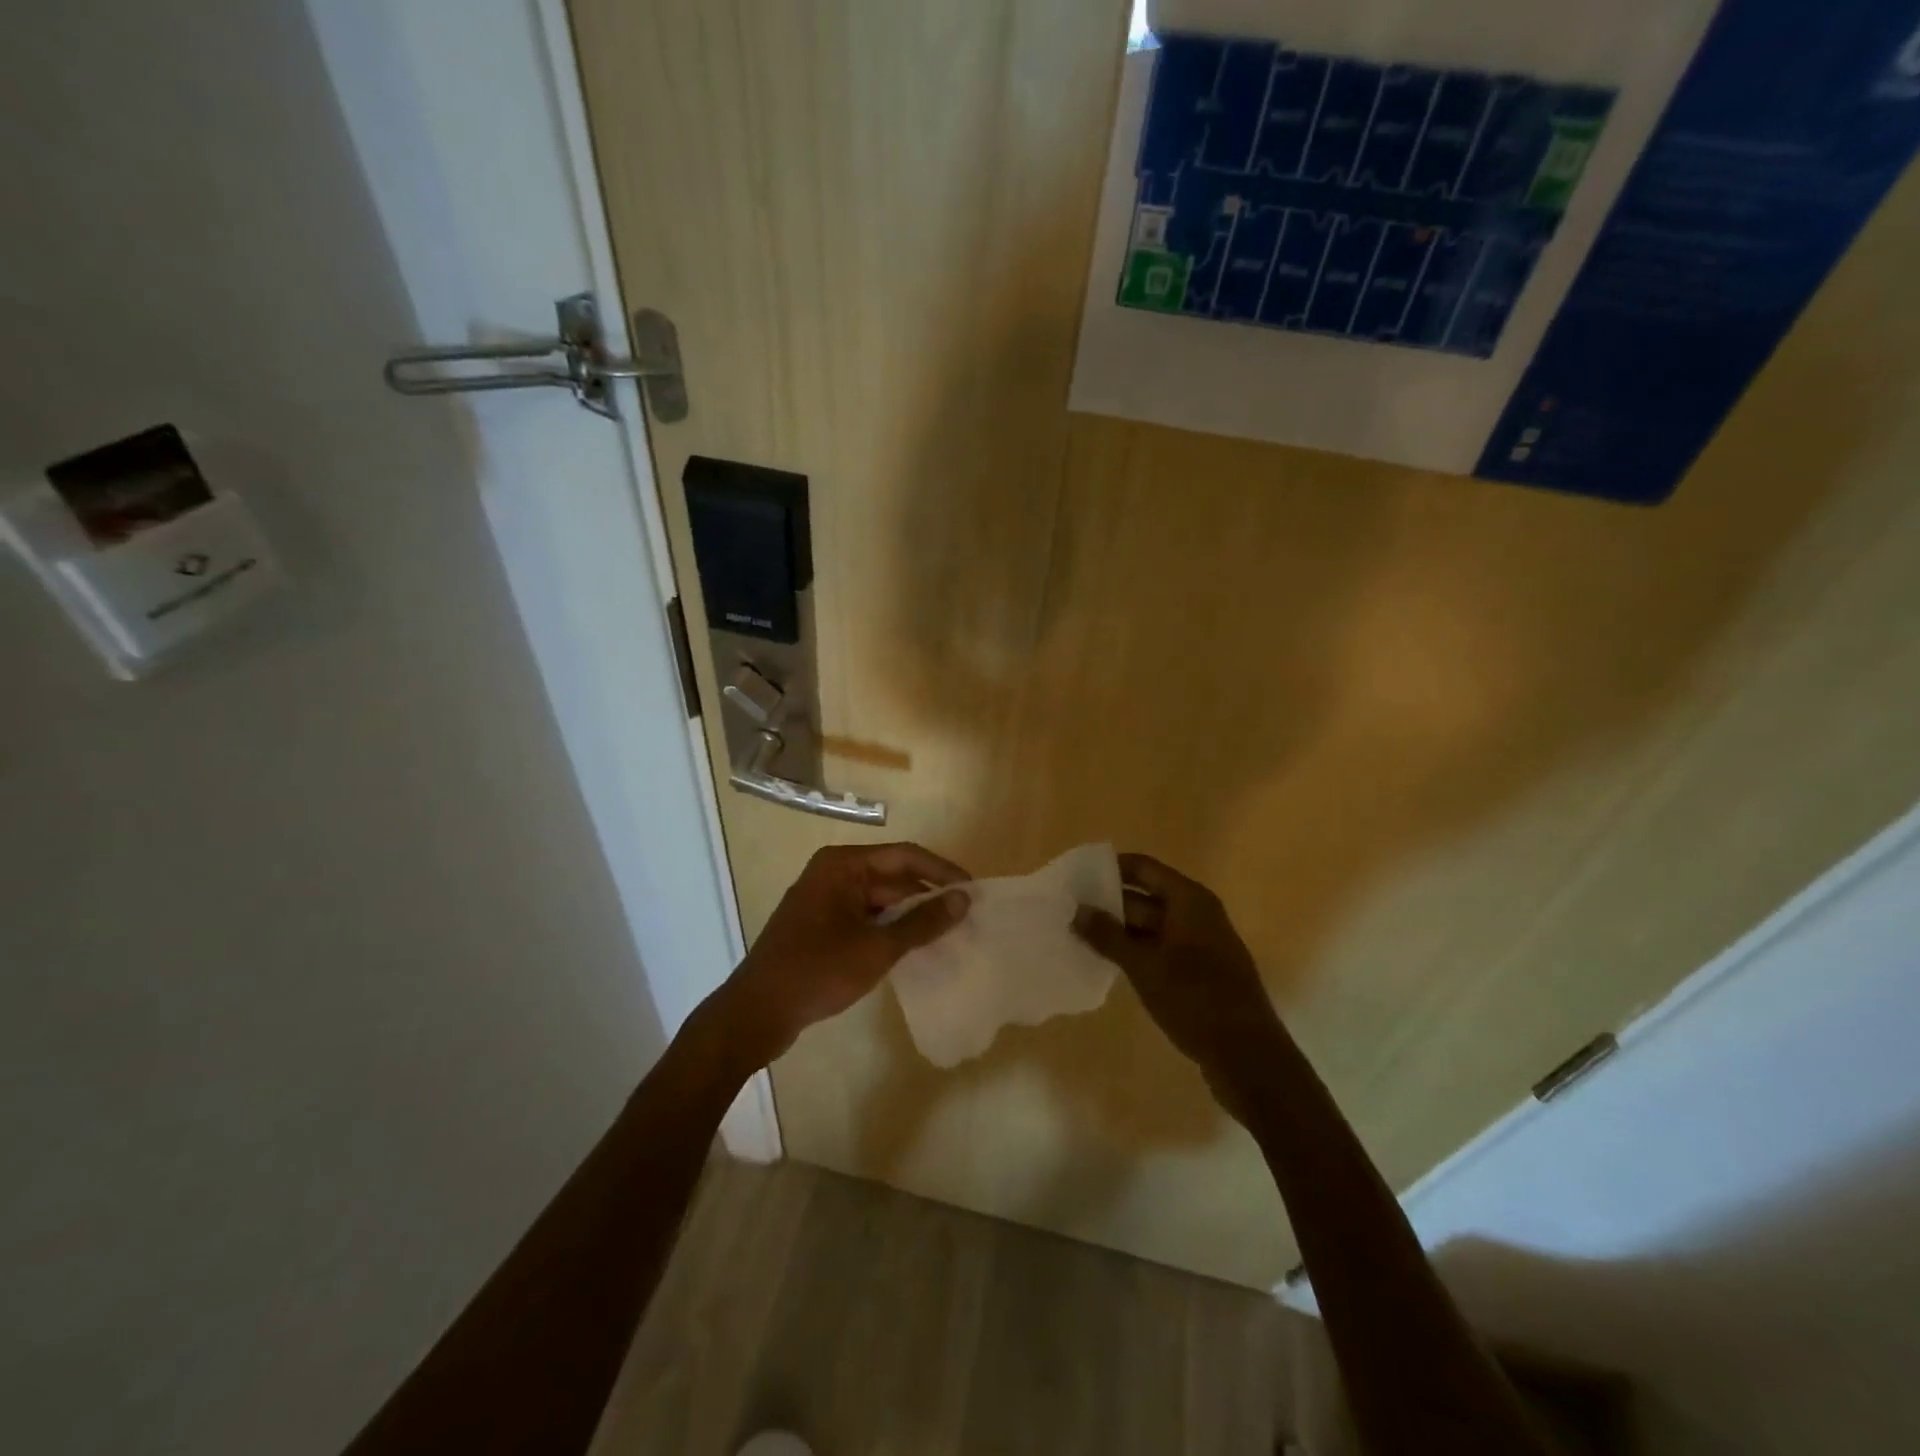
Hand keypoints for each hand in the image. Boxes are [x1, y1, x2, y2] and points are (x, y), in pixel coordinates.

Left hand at [710, 842, 969, 1069]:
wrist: (756, 1013)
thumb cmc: (817, 972)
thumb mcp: (877, 948)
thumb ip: (922, 922)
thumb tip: (963, 899)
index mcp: (843, 865)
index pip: (905, 855)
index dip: (942, 871)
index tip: (973, 891)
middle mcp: (833, 873)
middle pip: (892, 876)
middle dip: (928, 896)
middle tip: (966, 918)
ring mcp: (825, 899)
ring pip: (880, 899)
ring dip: (910, 915)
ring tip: (948, 934)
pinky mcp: (821, 925)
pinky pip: (865, 917)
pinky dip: (889, 929)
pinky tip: (913, 947)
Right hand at [1073, 853, 1283, 1121]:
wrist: (1248, 1057)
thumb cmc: (1196, 1000)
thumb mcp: (1145, 966)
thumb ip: (1108, 936)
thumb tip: (1077, 910)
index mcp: (1190, 900)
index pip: (1143, 868)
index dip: (1110, 868)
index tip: (1075, 877)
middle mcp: (1196, 914)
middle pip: (1144, 896)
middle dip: (1107, 903)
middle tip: (1067, 911)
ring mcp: (1199, 944)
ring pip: (1150, 926)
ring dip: (1117, 930)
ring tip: (1077, 934)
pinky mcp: (1197, 972)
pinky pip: (1159, 948)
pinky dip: (1134, 951)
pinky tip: (1105, 962)